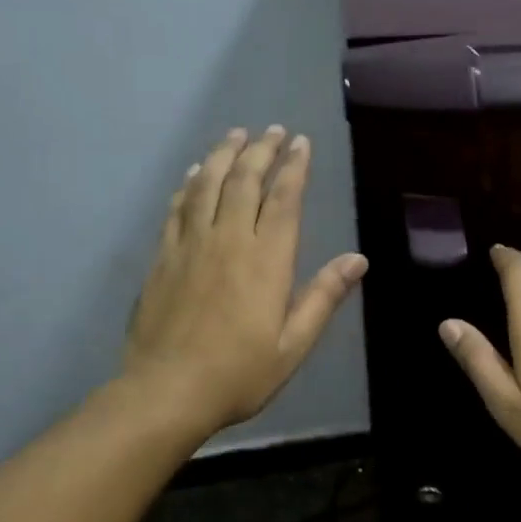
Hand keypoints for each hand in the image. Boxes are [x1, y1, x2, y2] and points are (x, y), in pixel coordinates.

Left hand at [122, 126, 366, 438]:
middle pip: (245, 181)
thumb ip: (323, 297)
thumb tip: (358, 260)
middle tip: (273, 130)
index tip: (301, 143)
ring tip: (236, 134)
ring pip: (208, 185)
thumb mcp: (293, 344)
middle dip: (261, 150)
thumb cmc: (239, 373)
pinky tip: (196, 172)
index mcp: (266, 260)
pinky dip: (189, 183)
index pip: (283, 199)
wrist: (166, 391)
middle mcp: (228, 241)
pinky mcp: (163, 257)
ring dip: (225, 155)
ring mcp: (190, 246)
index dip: (293, 167)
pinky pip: (177, 208)